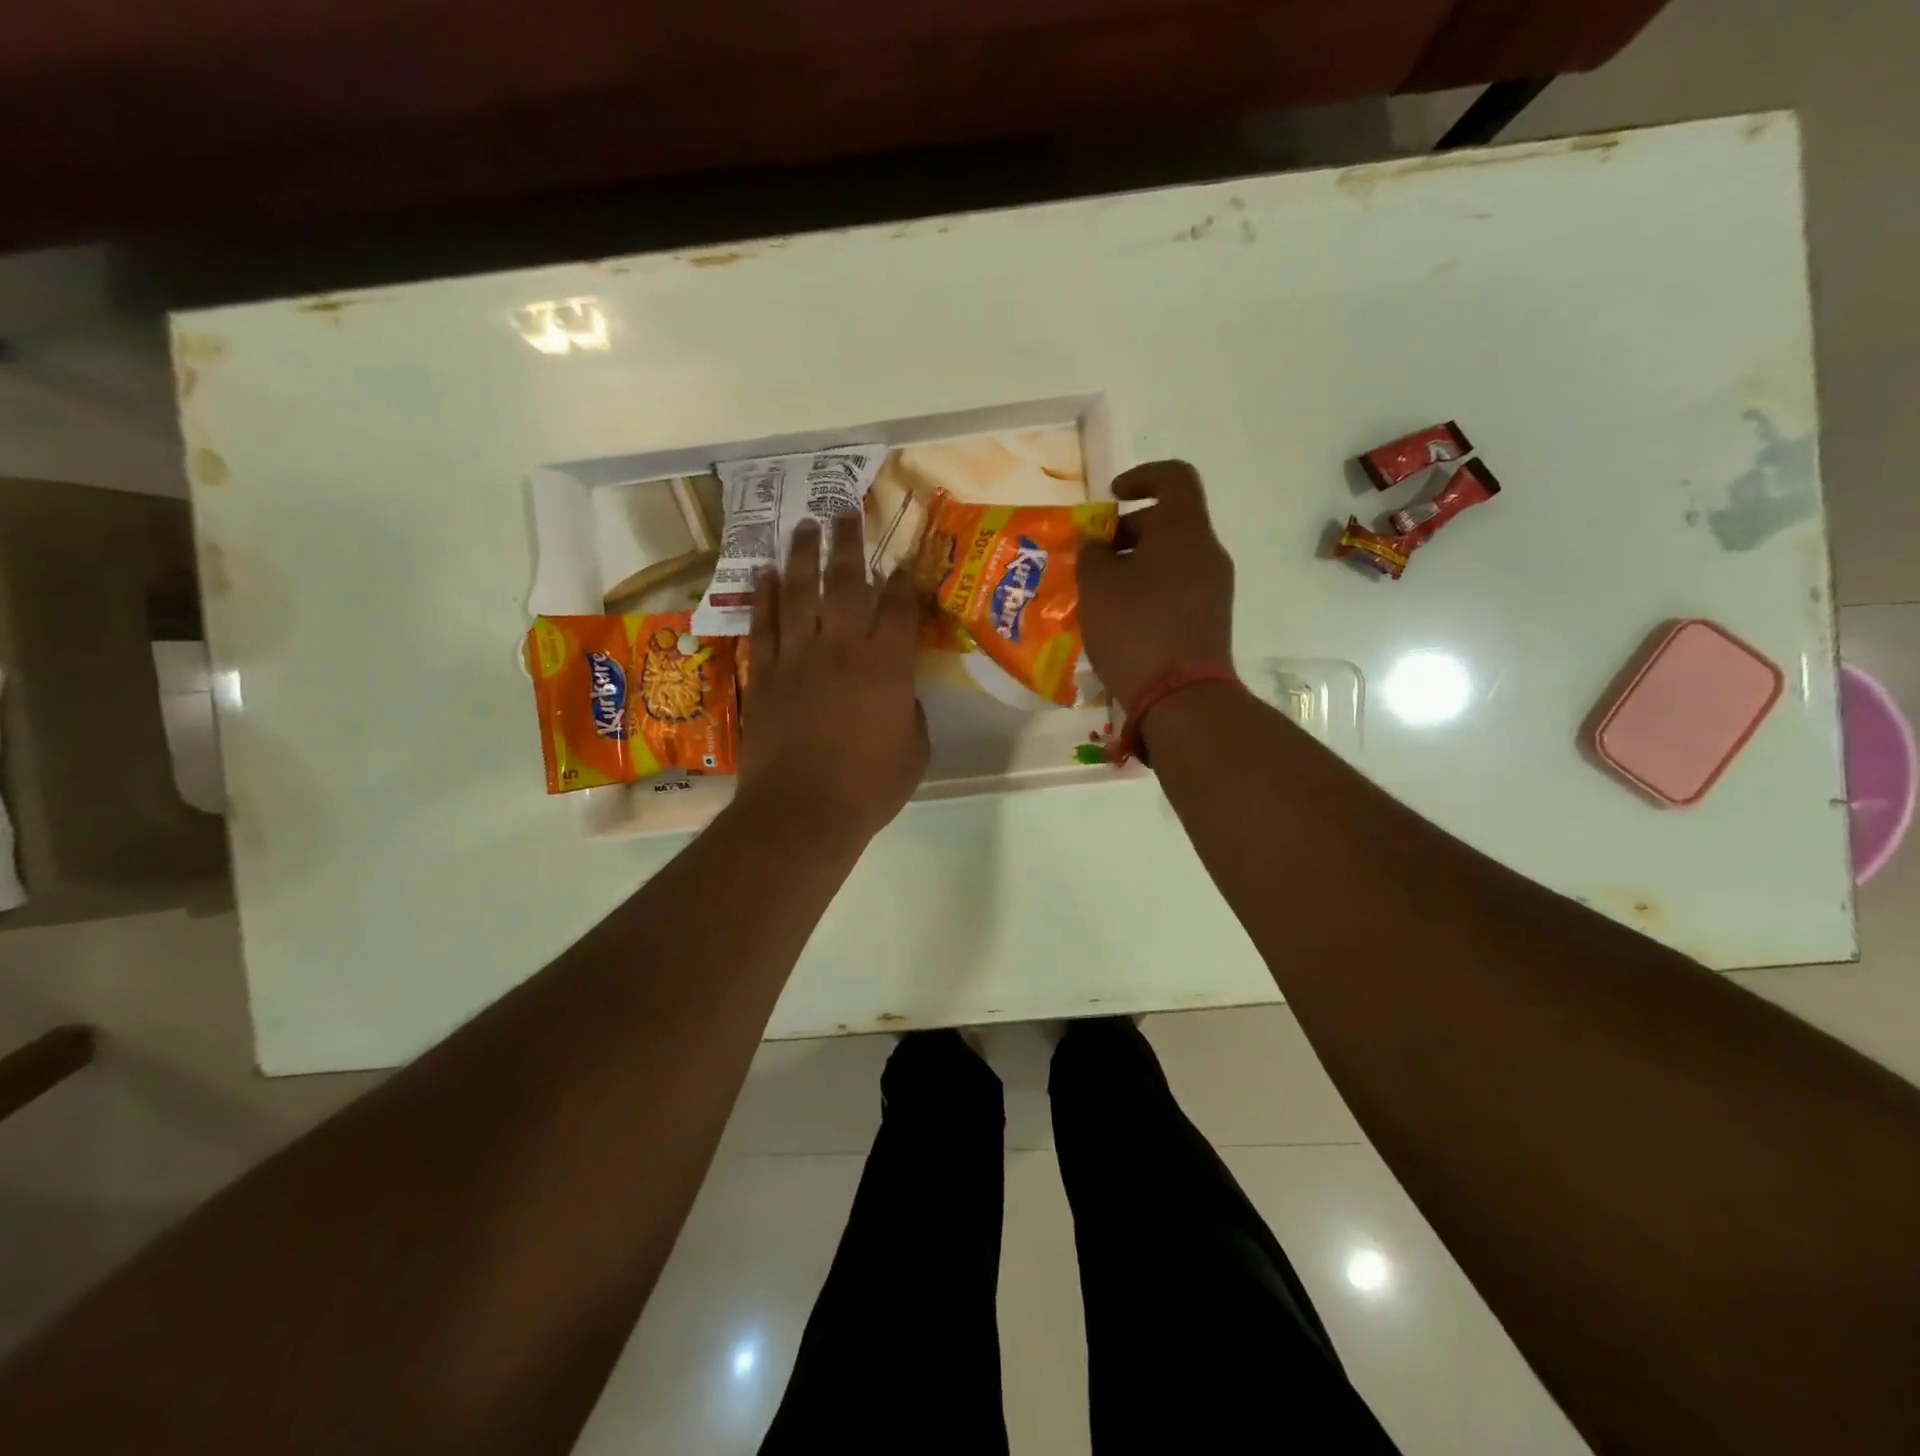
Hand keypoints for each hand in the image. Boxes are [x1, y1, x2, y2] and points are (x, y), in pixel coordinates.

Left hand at [735, 514, 928, 841]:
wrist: (803, 810)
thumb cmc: (870, 786)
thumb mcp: (914, 749)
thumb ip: (909, 710)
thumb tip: (897, 693)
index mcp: (888, 665)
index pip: (899, 608)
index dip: (903, 581)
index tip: (901, 562)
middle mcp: (843, 647)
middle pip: (846, 582)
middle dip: (848, 542)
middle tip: (844, 509)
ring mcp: (798, 657)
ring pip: (799, 592)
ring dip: (801, 555)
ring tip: (804, 525)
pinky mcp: (765, 674)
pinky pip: (764, 624)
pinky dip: (763, 597)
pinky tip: (764, 573)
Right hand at [1077, 460, 1235, 710]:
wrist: (1182, 697)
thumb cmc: (1135, 629)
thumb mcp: (1096, 586)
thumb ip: (1092, 553)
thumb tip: (1098, 545)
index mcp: (1184, 530)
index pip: (1174, 477)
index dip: (1141, 476)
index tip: (1111, 497)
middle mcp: (1208, 552)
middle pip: (1170, 521)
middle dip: (1128, 530)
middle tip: (1095, 556)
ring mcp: (1214, 588)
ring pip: (1173, 557)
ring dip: (1136, 563)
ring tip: (1101, 592)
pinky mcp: (1211, 619)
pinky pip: (1178, 587)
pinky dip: (1150, 588)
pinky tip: (1121, 618)